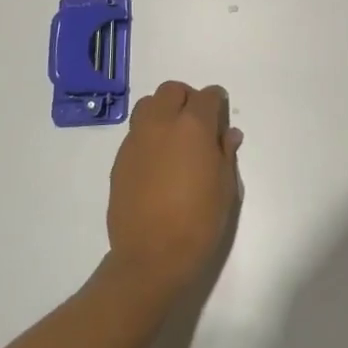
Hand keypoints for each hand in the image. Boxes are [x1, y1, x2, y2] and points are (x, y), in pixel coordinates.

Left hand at [106, 80, 242, 299]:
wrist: (152, 256)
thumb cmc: (199, 221)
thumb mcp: (226, 187)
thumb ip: (226, 153)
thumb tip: (228, 134)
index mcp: (193, 127)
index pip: (207, 96)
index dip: (217, 102)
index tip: (221, 116)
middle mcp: (161, 124)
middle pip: (172, 91)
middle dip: (187, 99)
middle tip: (197, 123)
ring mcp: (136, 140)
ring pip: (147, 105)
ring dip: (163, 111)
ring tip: (174, 138)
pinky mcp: (119, 160)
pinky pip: (135, 133)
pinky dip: (148, 134)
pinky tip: (157, 161)